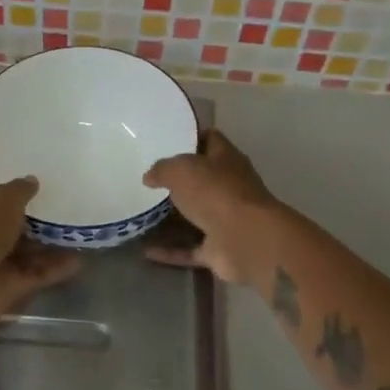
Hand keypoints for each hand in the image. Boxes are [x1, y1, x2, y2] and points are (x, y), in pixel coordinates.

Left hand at [0, 178, 80, 327]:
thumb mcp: (3, 199)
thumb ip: (19, 190)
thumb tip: (32, 180)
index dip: (12, 193)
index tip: (37, 187)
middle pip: (11, 227)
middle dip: (33, 221)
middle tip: (65, 210)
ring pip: (26, 253)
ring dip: (49, 246)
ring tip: (78, 235)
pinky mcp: (9, 287)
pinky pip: (37, 274)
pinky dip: (56, 269)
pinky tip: (80, 260)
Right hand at [142, 130, 278, 286]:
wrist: (246, 240)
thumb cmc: (216, 193)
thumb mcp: (181, 170)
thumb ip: (162, 169)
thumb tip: (150, 177)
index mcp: (227, 161)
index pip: (211, 141)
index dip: (192, 138)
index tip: (167, 140)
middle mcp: (230, 188)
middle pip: (203, 180)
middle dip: (180, 181)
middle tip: (149, 180)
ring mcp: (226, 221)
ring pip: (197, 217)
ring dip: (174, 219)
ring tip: (143, 215)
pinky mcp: (219, 250)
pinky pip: (190, 250)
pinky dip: (170, 252)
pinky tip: (146, 252)